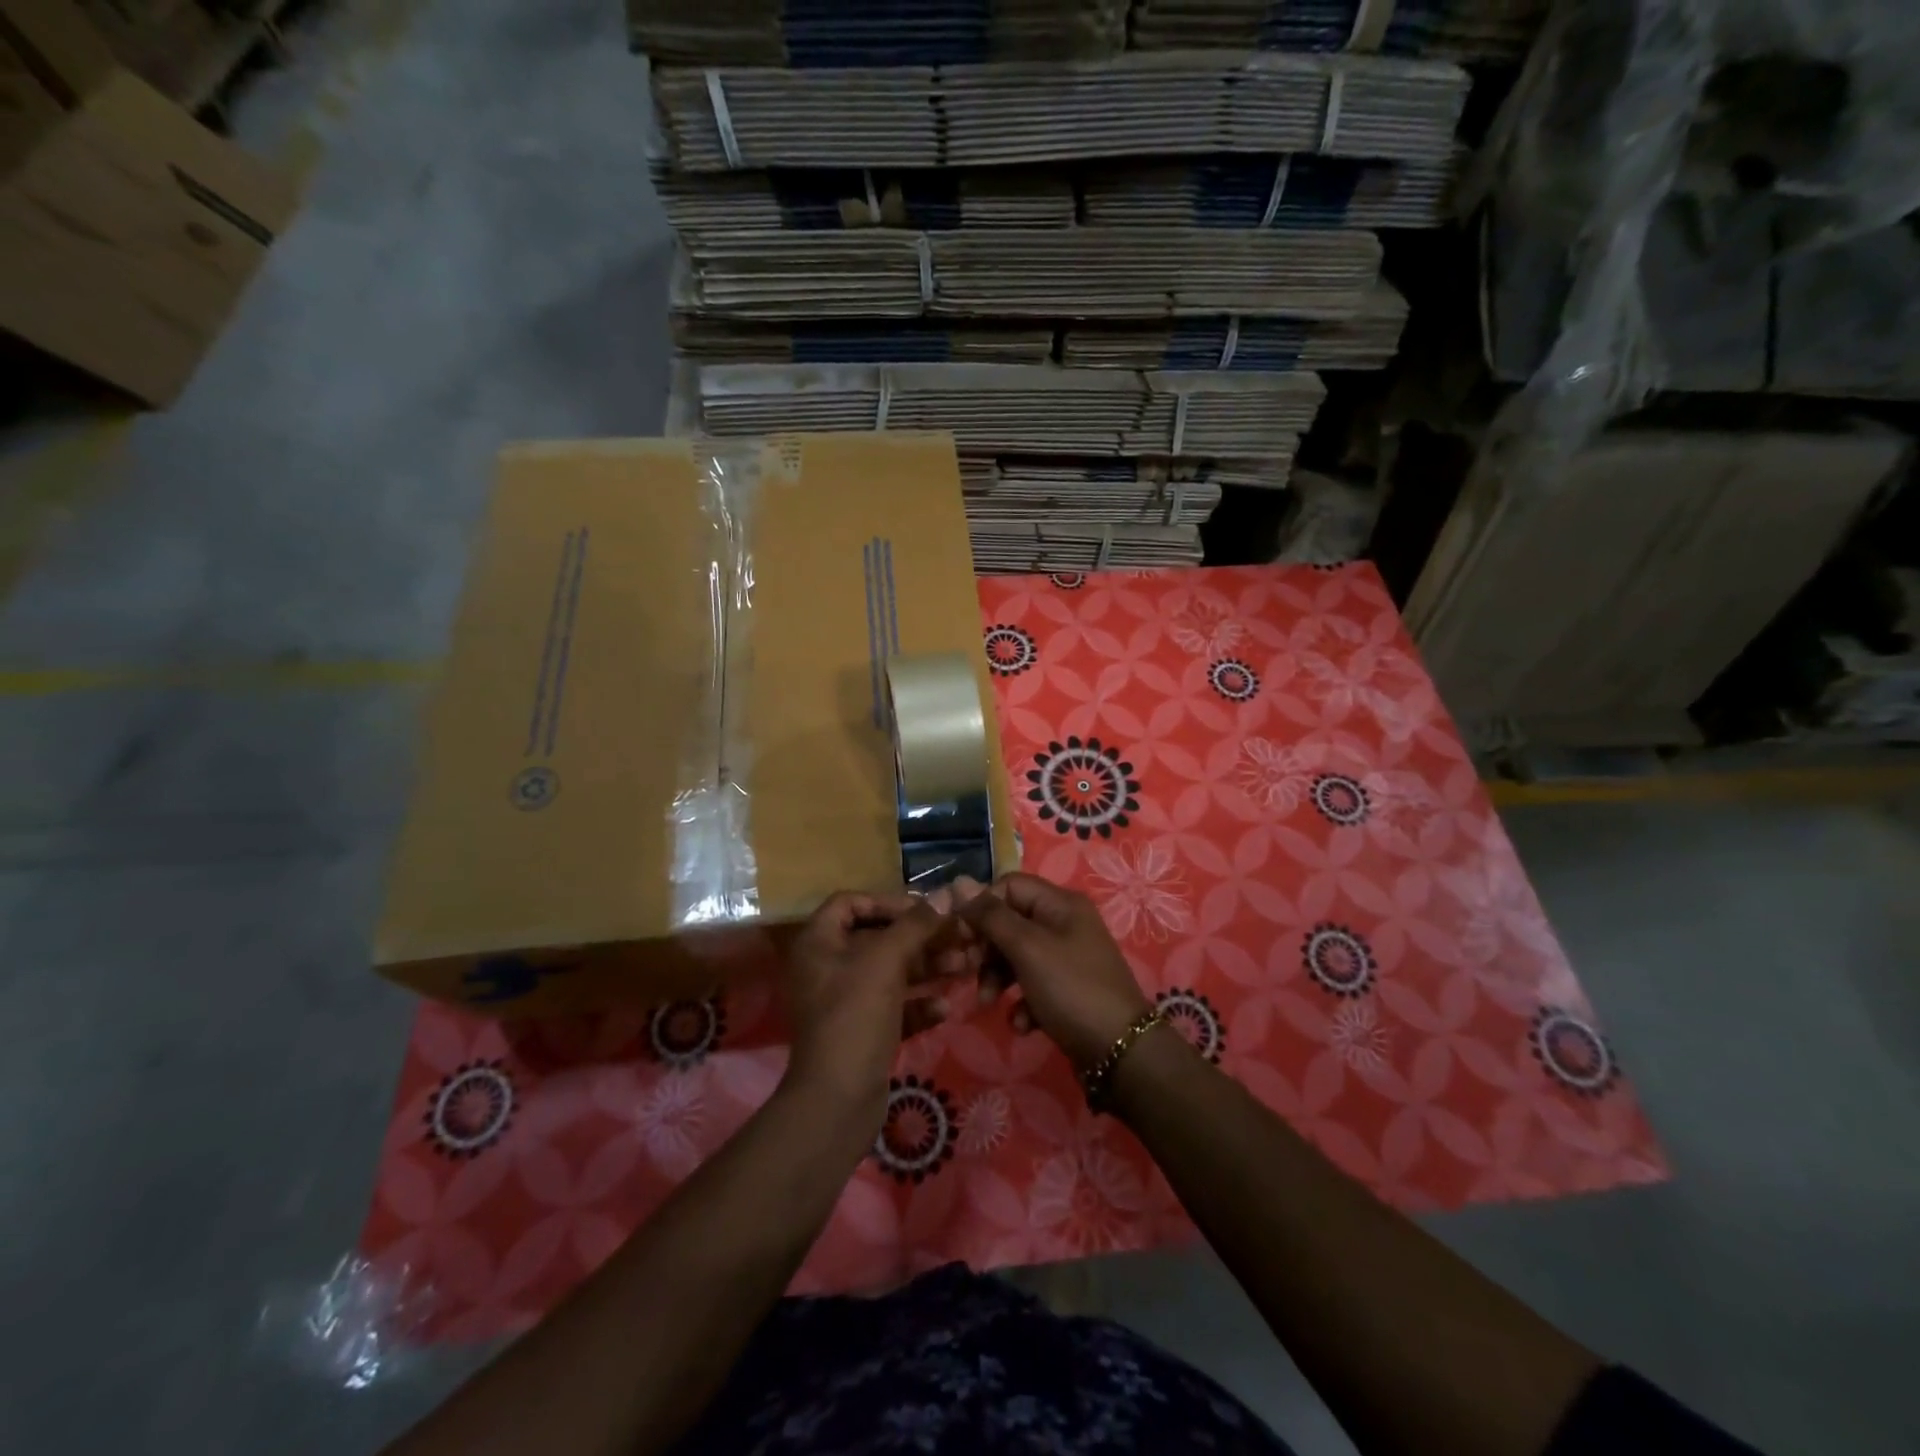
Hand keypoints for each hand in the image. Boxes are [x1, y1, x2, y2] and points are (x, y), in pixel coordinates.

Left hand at [783, 892, 975, 1137]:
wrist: (836, 1101)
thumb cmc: (855, 1016)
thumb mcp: (886, 961)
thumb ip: (917, 924)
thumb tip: (948, 892)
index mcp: (819, 943)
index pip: (851, 903)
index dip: (888, 901)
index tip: (925, 911)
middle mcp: (827, 968)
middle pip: (878, 938)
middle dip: (921, 938)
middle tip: (960, 938)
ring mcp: (844, 1003)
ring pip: (891, 973)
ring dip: (927, 968)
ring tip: (965, 967)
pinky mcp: (861, 1032)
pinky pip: (893, 1007)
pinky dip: (918, 1004)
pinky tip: (945, 1008)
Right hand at [961, 872, 1152, 1070]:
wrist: (1120, 1052)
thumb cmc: (1071, 988)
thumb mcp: (1027, 948)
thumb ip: (991, 916)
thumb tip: (958, 882)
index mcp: (1060, 903)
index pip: (1008, 886)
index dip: (981, 906)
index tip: (960, 935)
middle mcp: (1065, 924)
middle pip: (1010, 921)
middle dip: (986, 948)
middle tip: (968, 970)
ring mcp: (1067, 958)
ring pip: (1017, 956)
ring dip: (997, 978)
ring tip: (989, 1002)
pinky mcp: (1067, 990)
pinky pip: (1032, 986)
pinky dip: (1021, 1002)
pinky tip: (1022, 1023)